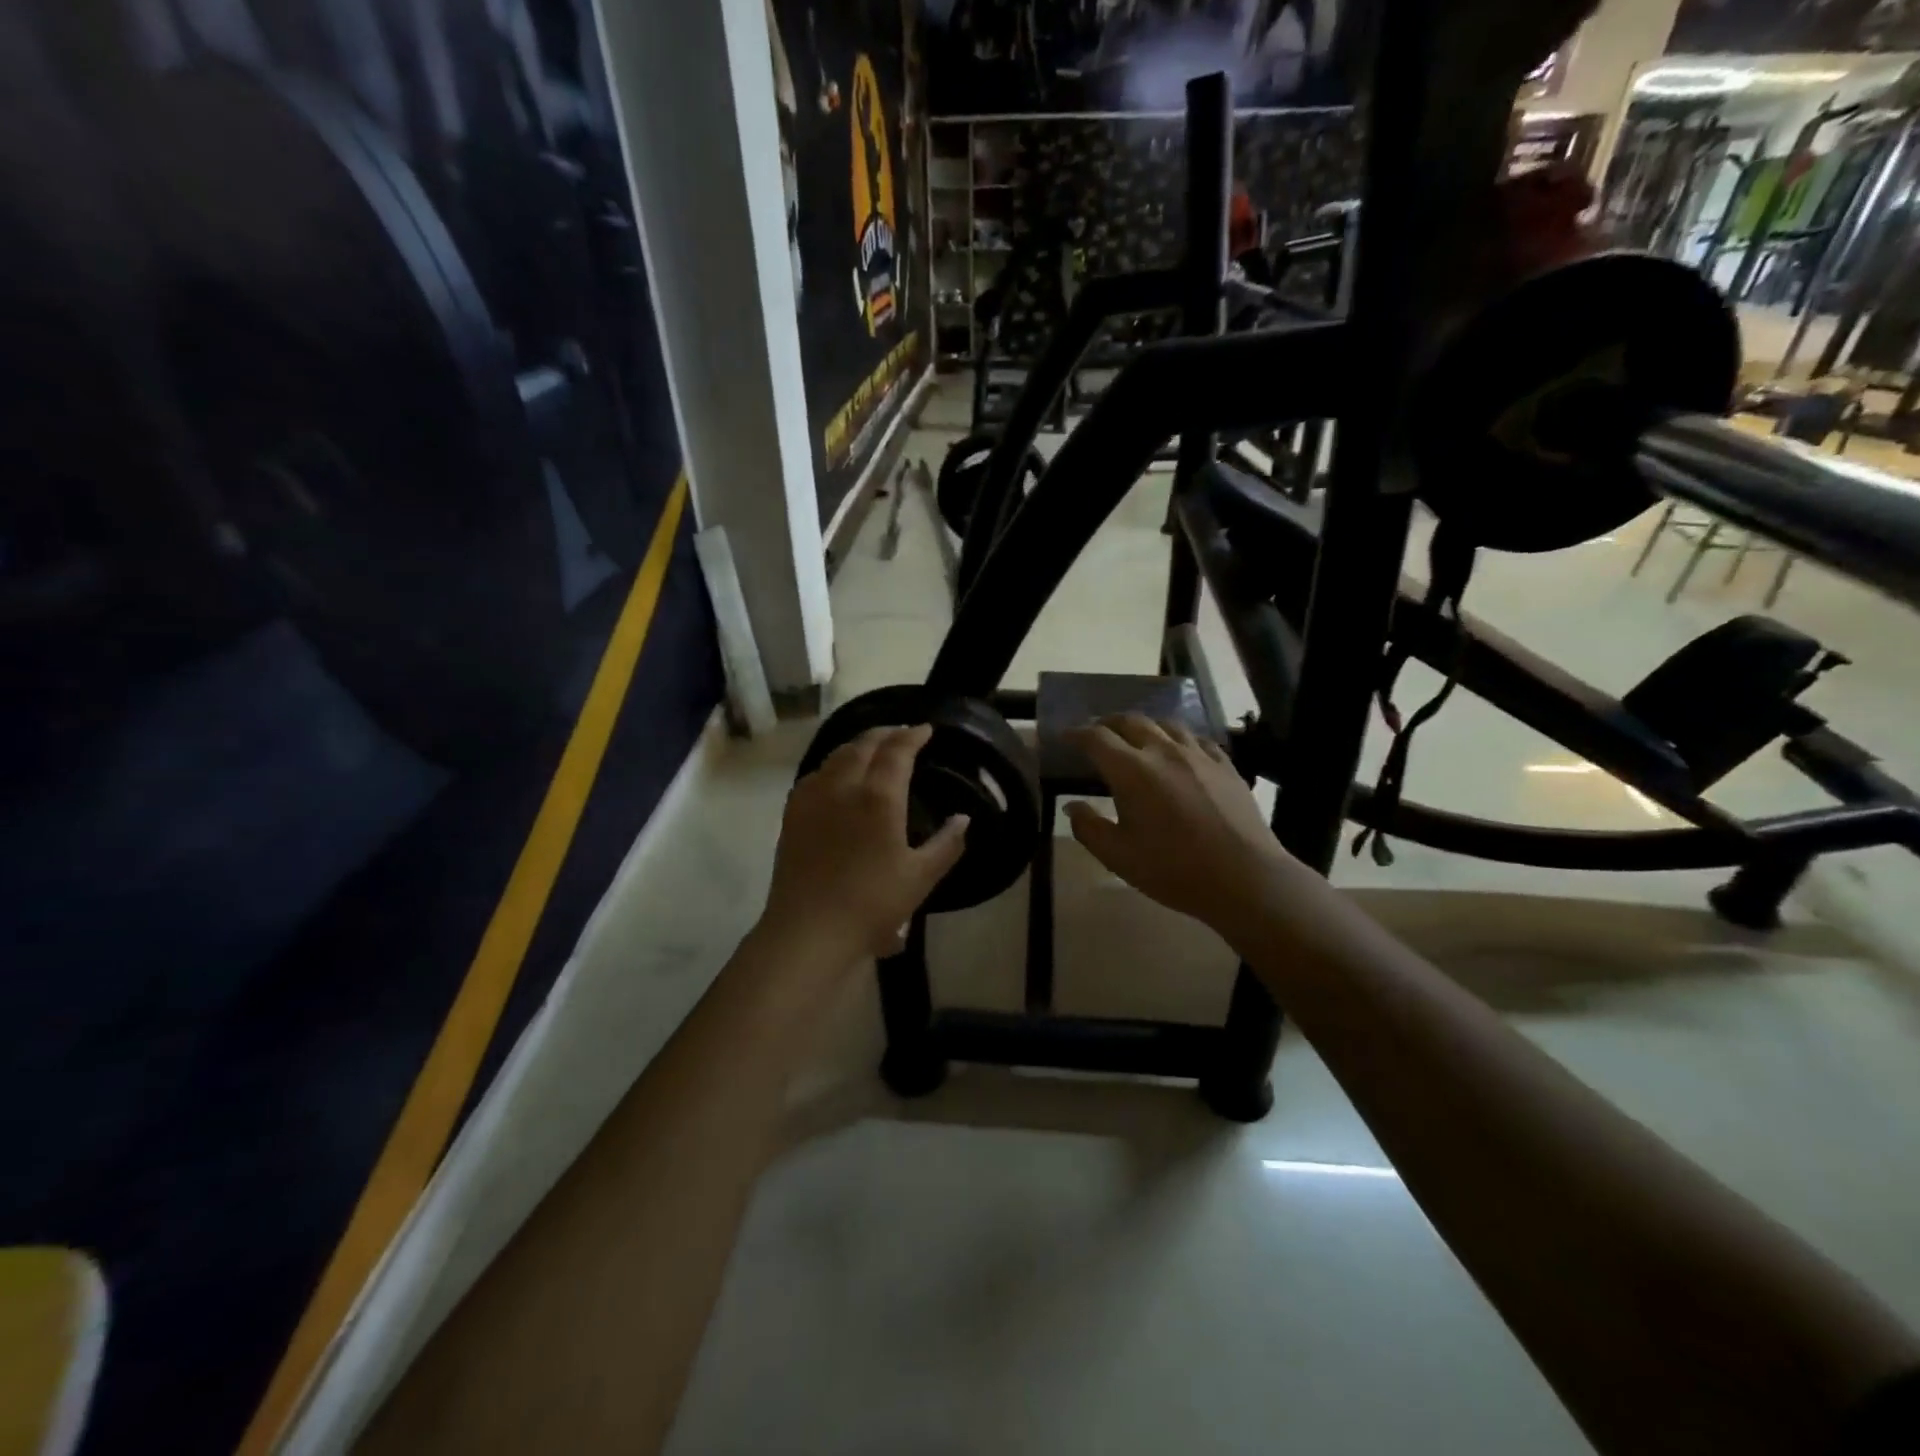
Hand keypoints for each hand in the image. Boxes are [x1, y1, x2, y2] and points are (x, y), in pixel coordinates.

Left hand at [759, 724, 968, 964]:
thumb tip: (962, 819)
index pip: (897, 751)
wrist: (809, 930)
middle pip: (863, 744)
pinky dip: (832, 765)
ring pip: (835, 756)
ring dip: (857, 745)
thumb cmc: (871, 905)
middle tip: (902, 734)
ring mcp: (812, 798)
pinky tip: (836, 778)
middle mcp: (843, 786)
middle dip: (885, 733)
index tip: (926, 729)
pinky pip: (814, 775)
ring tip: (872, 749)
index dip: (913, 736)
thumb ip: (946, 844)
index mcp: (878, 797)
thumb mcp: (921, 877)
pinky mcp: (792, 815)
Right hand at [1064, 715, 1302, 947]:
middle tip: (1097, 733)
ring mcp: (1198, 755)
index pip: (1096, 739)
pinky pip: (1196, 739)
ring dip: (1144, 726)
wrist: (1244, 878)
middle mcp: (1163, 751)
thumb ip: (1089, 828)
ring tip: (1136, 737)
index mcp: (1132, 771)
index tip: (1065, 738)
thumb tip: (1072, 806)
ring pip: (1166, 724)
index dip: (1076, 734)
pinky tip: (1179, 751)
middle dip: (1108, 723)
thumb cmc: (1174, 870)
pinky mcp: (1225, 764)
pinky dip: (1178, 738)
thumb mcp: (1119, 857)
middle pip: (1130, 721)